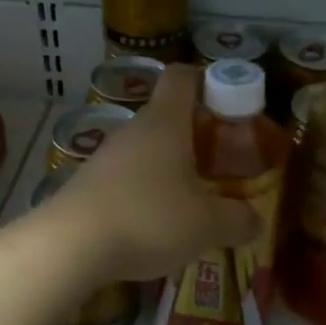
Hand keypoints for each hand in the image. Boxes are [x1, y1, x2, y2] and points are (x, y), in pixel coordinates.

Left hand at [45, 63, 259, 280]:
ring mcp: (104, 158)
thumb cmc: (149, 218)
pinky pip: (124, 178)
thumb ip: (237, 220)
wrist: (70, 246)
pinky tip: (153, 224)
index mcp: (165, 123)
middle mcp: (133, 131)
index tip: (224, 98)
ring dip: (167, 166)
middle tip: (218, 161)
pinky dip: (143, 192)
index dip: (204, 79)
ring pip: (144, 150)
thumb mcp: (207, 224)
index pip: (181, 77)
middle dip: (193, 134)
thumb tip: (255, 221)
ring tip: (190, 199)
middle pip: (165, 116)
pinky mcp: (86, 186)